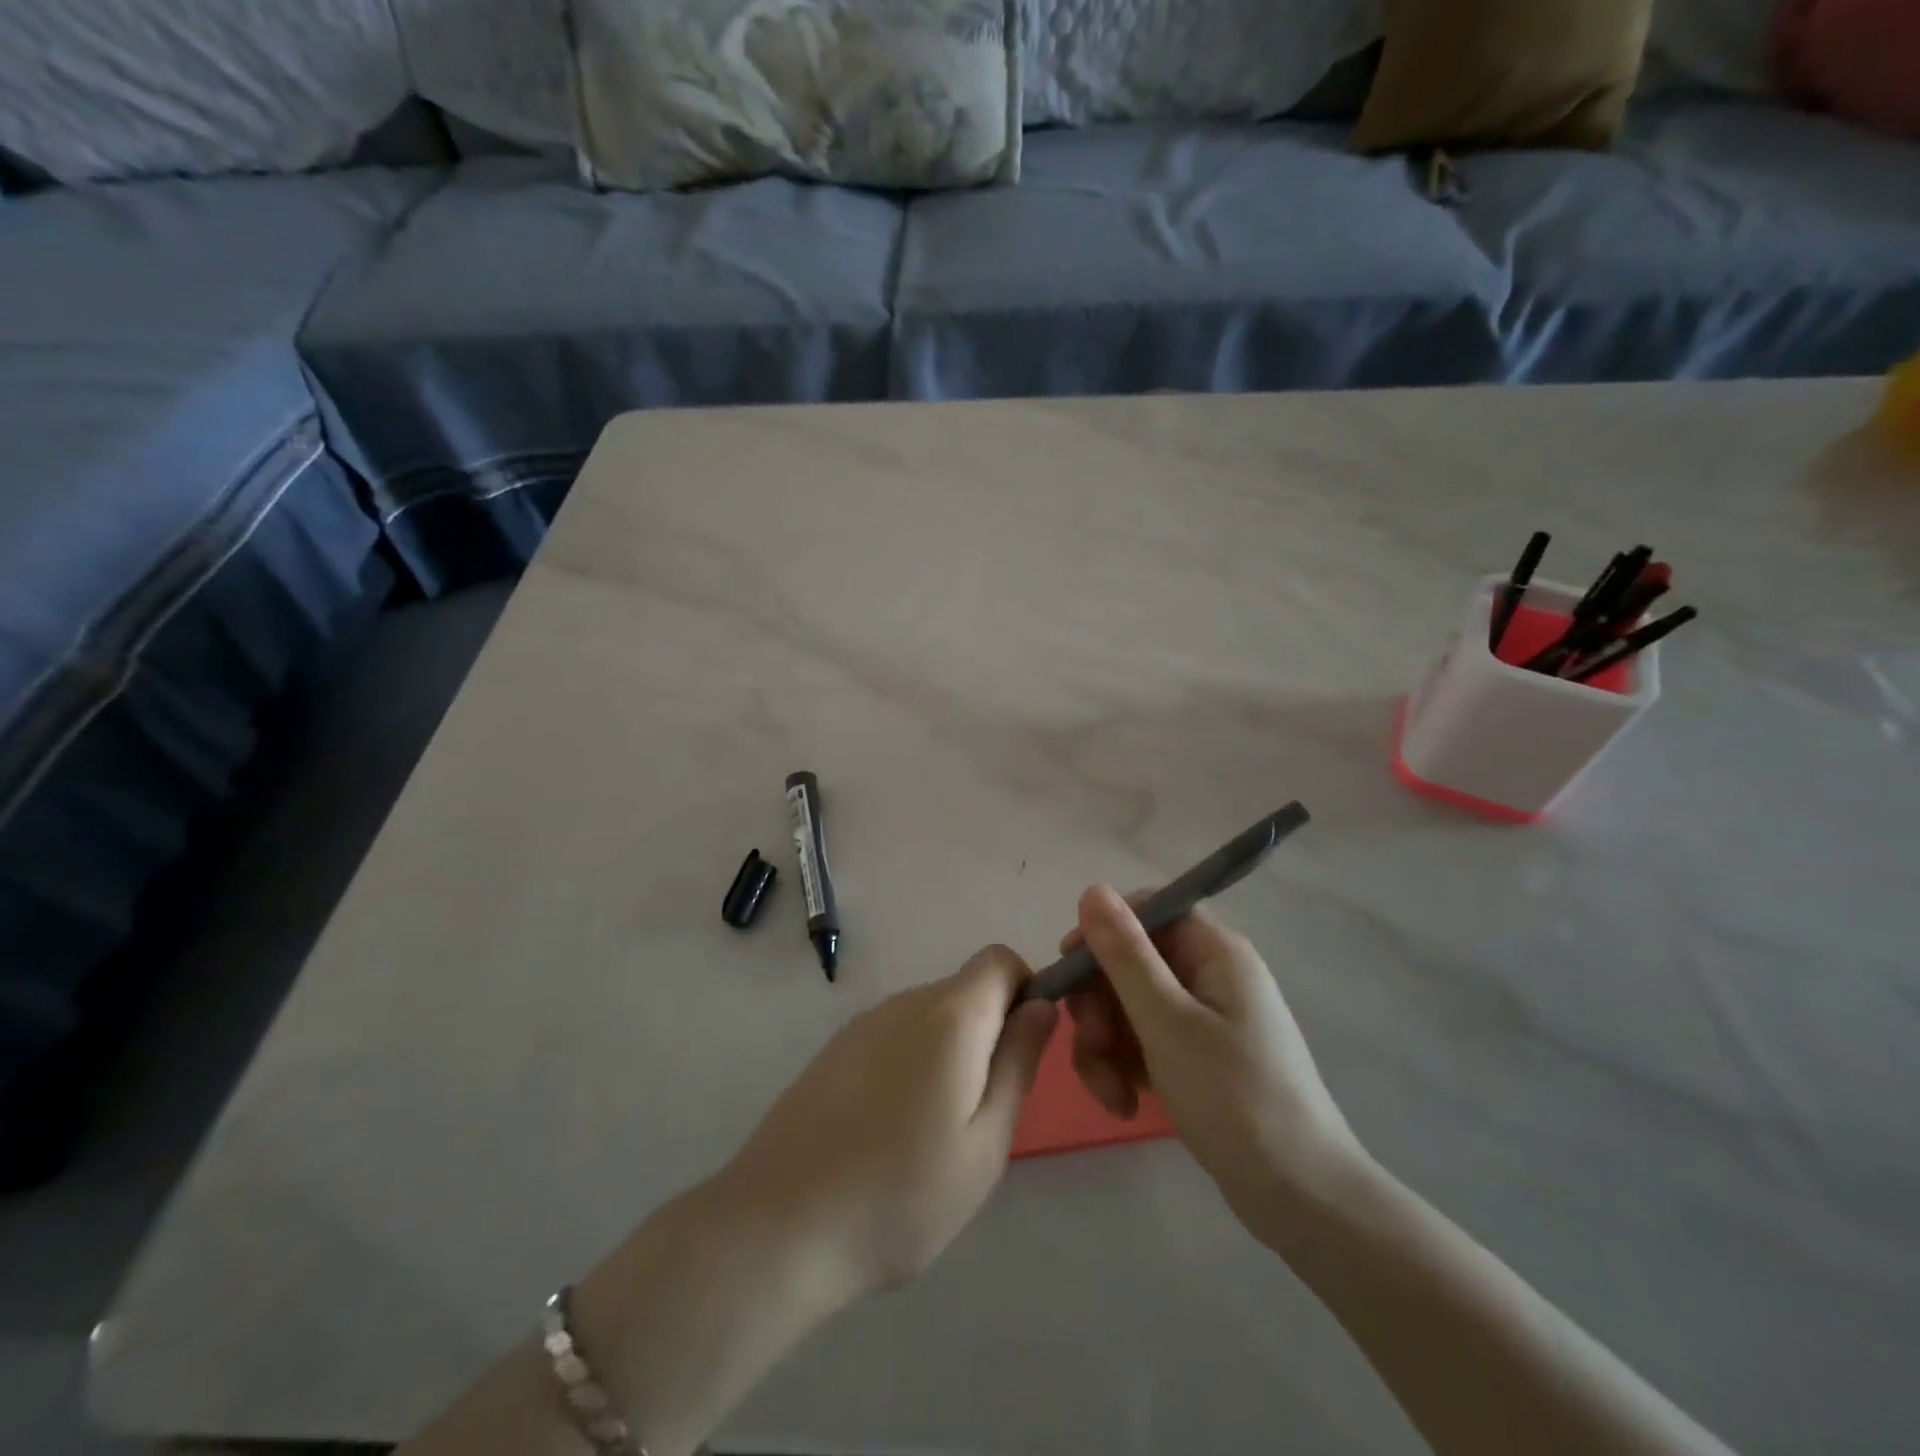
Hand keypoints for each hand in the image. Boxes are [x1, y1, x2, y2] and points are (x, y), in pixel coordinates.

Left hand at [719, 946, 1056, 1299]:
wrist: (779, 1226)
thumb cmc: (902, 1194)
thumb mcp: (985, 1142)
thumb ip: (1018, 1063)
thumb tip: (1041, 1005)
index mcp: (951, 1015)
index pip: (1000, 960)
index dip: (1025, 991)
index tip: (1022, 1052)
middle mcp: (906, 1002)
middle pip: (966, 991)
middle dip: (988, 1034)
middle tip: (980, 1114)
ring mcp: (864, 1023)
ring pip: (930, 1018)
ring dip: (948, 1055)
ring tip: (931, 1134)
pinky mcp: (834, 1049)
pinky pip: (893, 1038)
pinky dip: (910, 1066)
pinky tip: (888, 1132)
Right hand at [1063, 884, 1366, 1243]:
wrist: (1302, 1199)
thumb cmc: (1235, 1098)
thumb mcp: (1168, 1022)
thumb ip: (1126, 955)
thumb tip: (1093, 889)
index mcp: (1215, 952)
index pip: (1149, 910)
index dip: (1104, 931)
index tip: (1069, 967)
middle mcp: (1211, 975)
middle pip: (1133, 962)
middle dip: (1100, 1004)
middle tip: (1093, 1046)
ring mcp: (1206, 1018)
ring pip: (1131, 1006)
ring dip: (1107, 1044)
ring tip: (1111, 1092)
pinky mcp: (1200, 1057)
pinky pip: (1146, 1041)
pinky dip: (1127, 1066)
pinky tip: (1126, 1103)